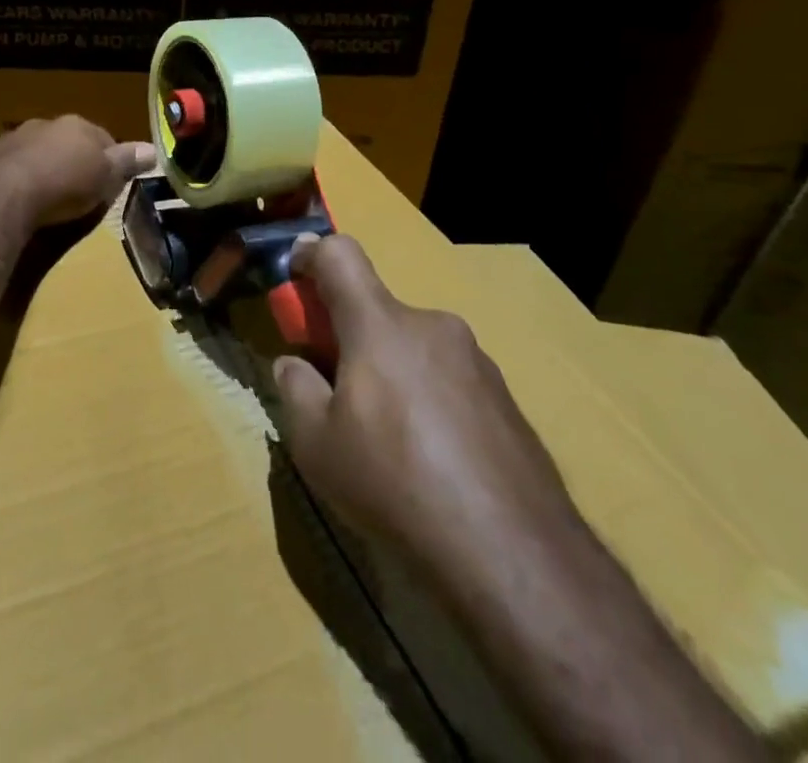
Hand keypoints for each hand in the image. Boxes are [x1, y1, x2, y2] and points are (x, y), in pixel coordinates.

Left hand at [0, 115, 153, 231]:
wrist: (5, 195)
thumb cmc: (65, 185)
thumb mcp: (105, 178)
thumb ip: (127, 162)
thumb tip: (153, 149)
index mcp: (77, 126)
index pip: (103, 138)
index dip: (109, 160)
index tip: (110, 182)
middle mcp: (46, 124)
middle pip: (68, 141)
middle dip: (73, 160)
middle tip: (78, 190)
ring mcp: (14, 138)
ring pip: (37, 150)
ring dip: (43, 166)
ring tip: (47, 196)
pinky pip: (11, 165)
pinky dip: (17, 177)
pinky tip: (19, 199)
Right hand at [271, 236, 585, 590]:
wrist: (514, 554)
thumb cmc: (396, 483)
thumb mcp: (317, 444)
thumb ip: (295, 389)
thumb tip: (294, 366)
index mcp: (380, 324)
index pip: (340, 254)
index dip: (310, 254)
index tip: (294, 277)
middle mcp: (432, 326)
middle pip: (378, 310)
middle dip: (351, 337)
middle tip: (340, 393)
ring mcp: (477, 361)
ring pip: (415, 347)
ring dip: (392, 372)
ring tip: (390, 442)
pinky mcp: (507, 400)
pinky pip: (451, 380)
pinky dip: (430, 400)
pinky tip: (434, 462)